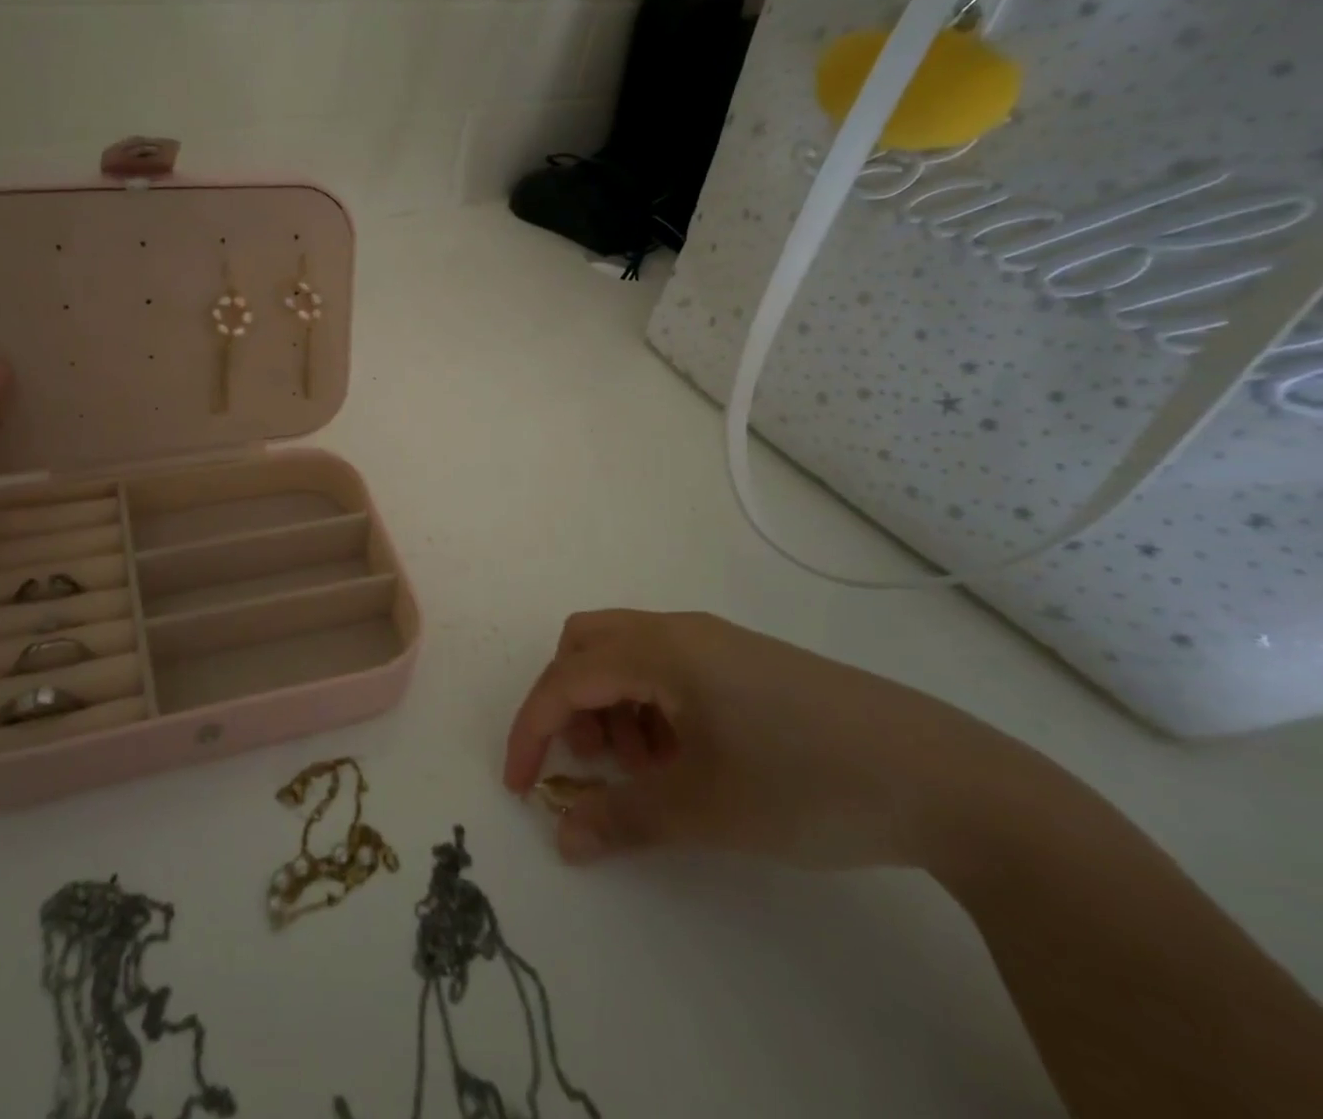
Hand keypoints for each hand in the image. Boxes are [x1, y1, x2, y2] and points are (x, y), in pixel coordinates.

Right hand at [504, 610, 1023, 870]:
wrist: (945, 779)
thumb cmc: (806, 784)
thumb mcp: (705, 811)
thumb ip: (622, 820)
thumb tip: (562, 836)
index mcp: (661, 649)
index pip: (566, 678)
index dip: (532, 729)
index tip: (521, 784)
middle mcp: (680, 631)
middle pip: (588, 643)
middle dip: (570, 700)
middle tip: (593, 761)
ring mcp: (718, 642)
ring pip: (628, 654)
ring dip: (613, 706)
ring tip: (651, 770)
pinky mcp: (747, 663)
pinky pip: (670, 668)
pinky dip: (653, 706)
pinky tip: (691, 758)